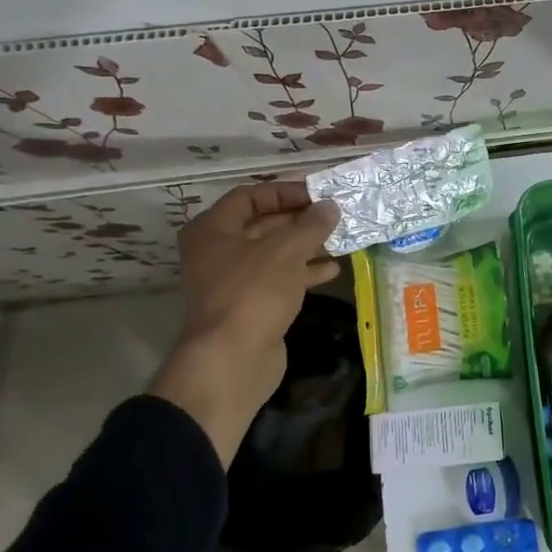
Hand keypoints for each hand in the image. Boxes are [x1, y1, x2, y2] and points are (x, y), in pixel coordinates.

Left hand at [149, 182, 340, 461]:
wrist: (232, 359)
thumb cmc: (254, 291)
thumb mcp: (288, 249)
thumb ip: (312, 224)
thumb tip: (330, 206)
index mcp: (213, 229)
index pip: (250, 196)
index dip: (285, 191)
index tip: (319, 194)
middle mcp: (217, 251)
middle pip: (262, 224)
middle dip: (299, 219)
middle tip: (334, 215)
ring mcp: (232, 281)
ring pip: (273, 254)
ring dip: (305, 245)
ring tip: (339, 239)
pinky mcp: (248, 306)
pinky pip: (278, 279)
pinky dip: (302, 272)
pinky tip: (332, 270)